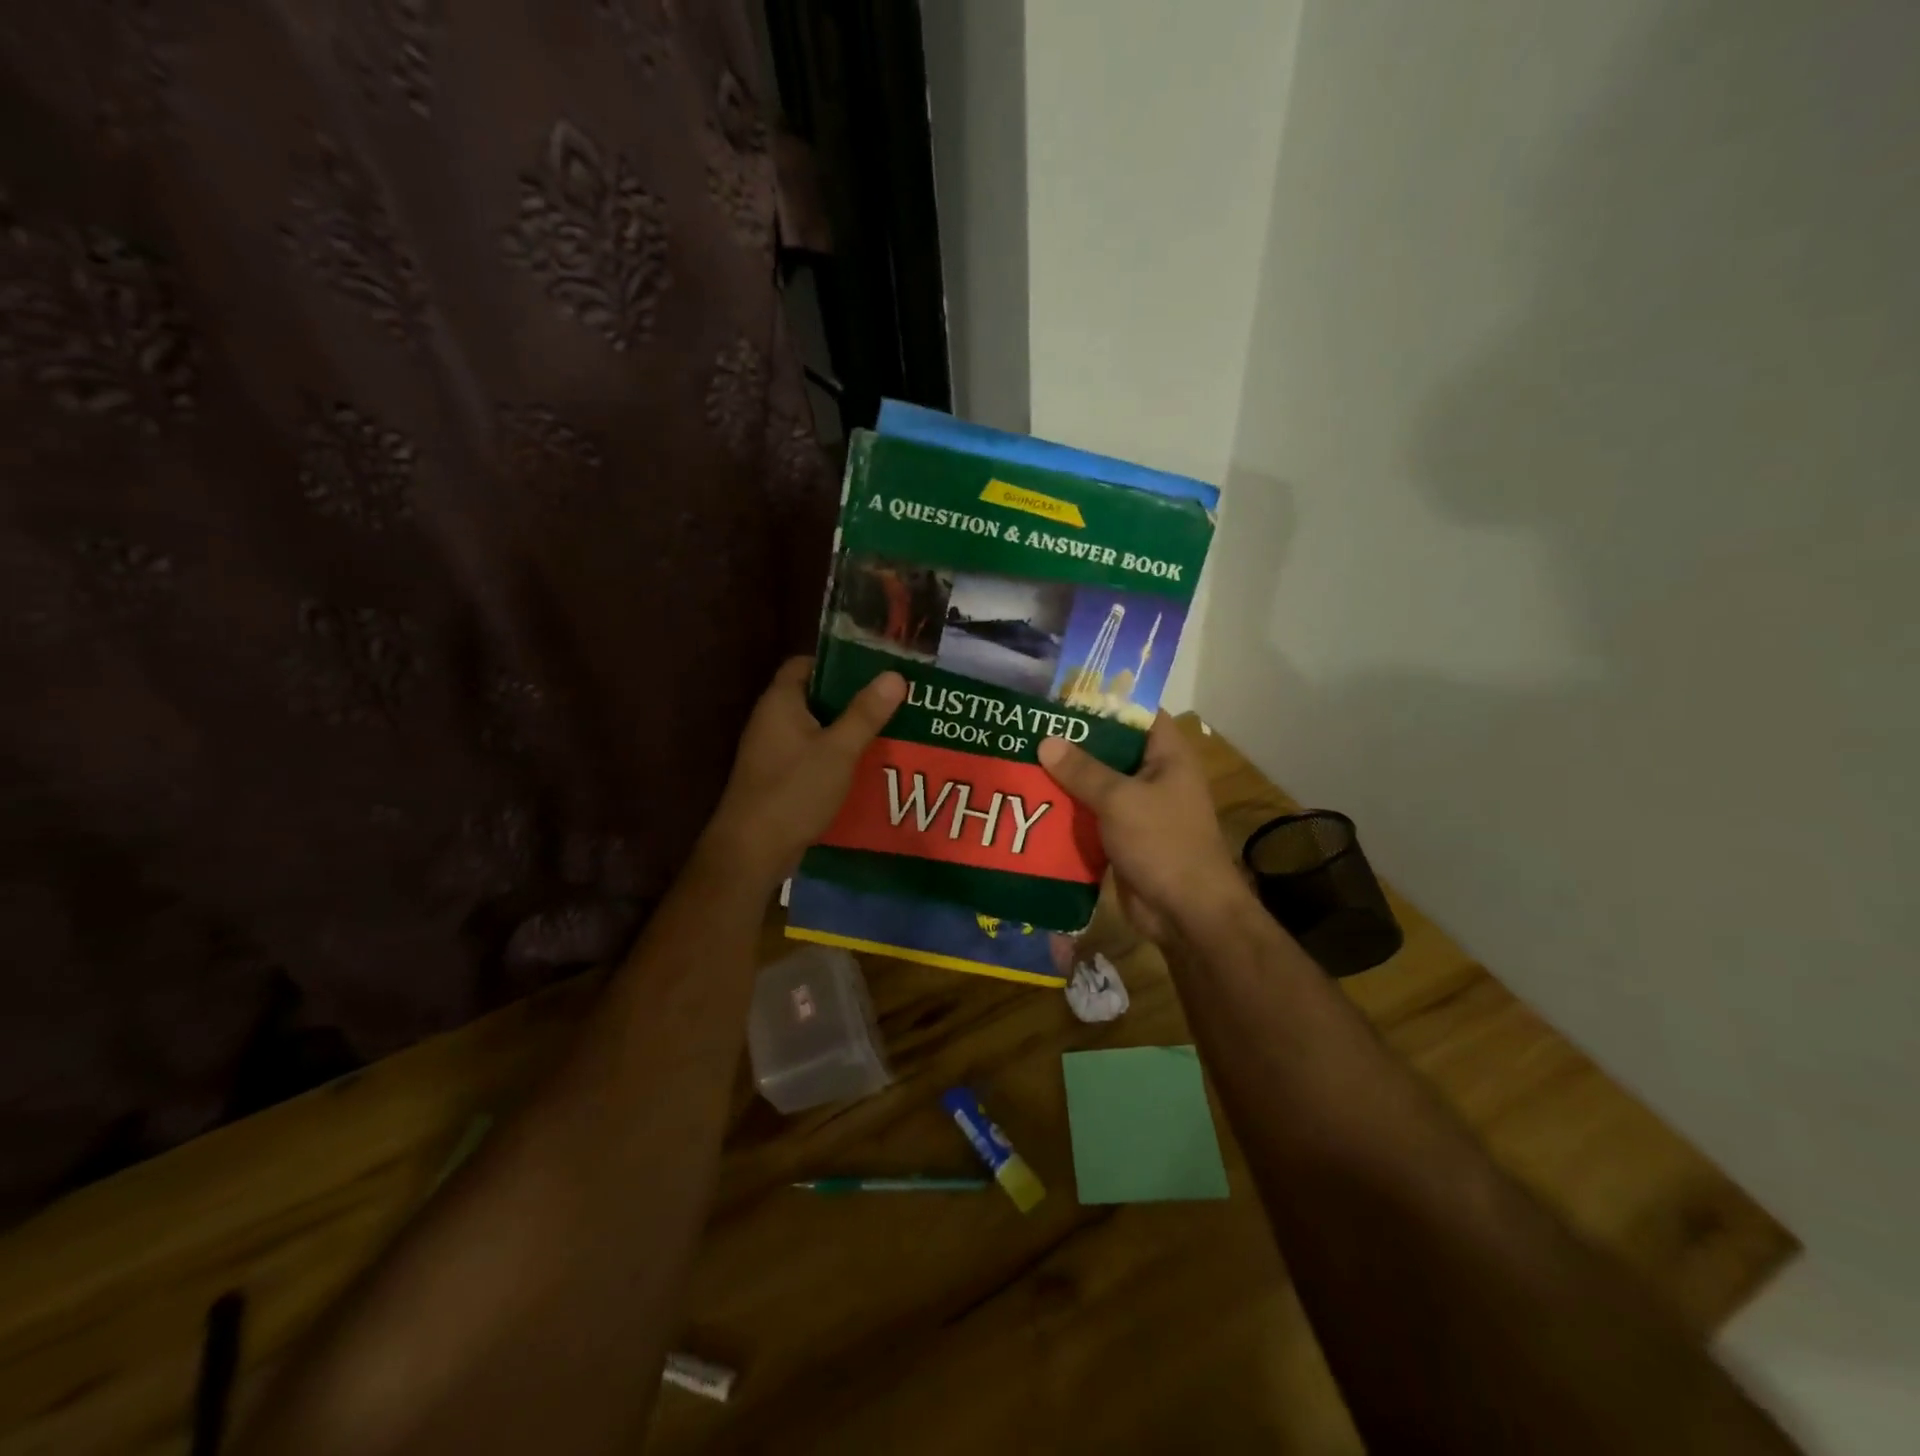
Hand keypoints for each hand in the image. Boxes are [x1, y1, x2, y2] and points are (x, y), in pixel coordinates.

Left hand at [701, 657, 906, 886]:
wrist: (752, 850)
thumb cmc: (794, 791)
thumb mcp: (839, 750)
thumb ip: (866, 713)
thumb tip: (895, 675)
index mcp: (780, 702)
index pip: (805, 664)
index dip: (837, 663)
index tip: (873, 671)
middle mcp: (771, 720)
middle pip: (814, 697)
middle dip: (851, 699)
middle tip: (891, 702)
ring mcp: (772, 751)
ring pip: (815, 729)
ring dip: (846, 731)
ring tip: (887, 731)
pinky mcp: (778, 778)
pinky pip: (811, 756)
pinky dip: (835, 757)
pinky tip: (865, 767)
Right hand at [1037, 715, 1249, 943]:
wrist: (1186, 912)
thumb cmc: (1163, 843)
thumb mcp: (1120, 800)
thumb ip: (1082, 770)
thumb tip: (1046, 741)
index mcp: (1167, 755)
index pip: (1137, 713)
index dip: (1104, 701)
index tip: (1062, 695)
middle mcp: (1154, 775)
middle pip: (1111, 748)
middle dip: (1073, 741)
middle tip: (1029, 727)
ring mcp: (1139, 807)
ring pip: (1097, 783)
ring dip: (1066, 777)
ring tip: (1021, 758)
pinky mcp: (1123, 836)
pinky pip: (1092, 814)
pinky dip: (1068, 809)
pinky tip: (1033, 801)